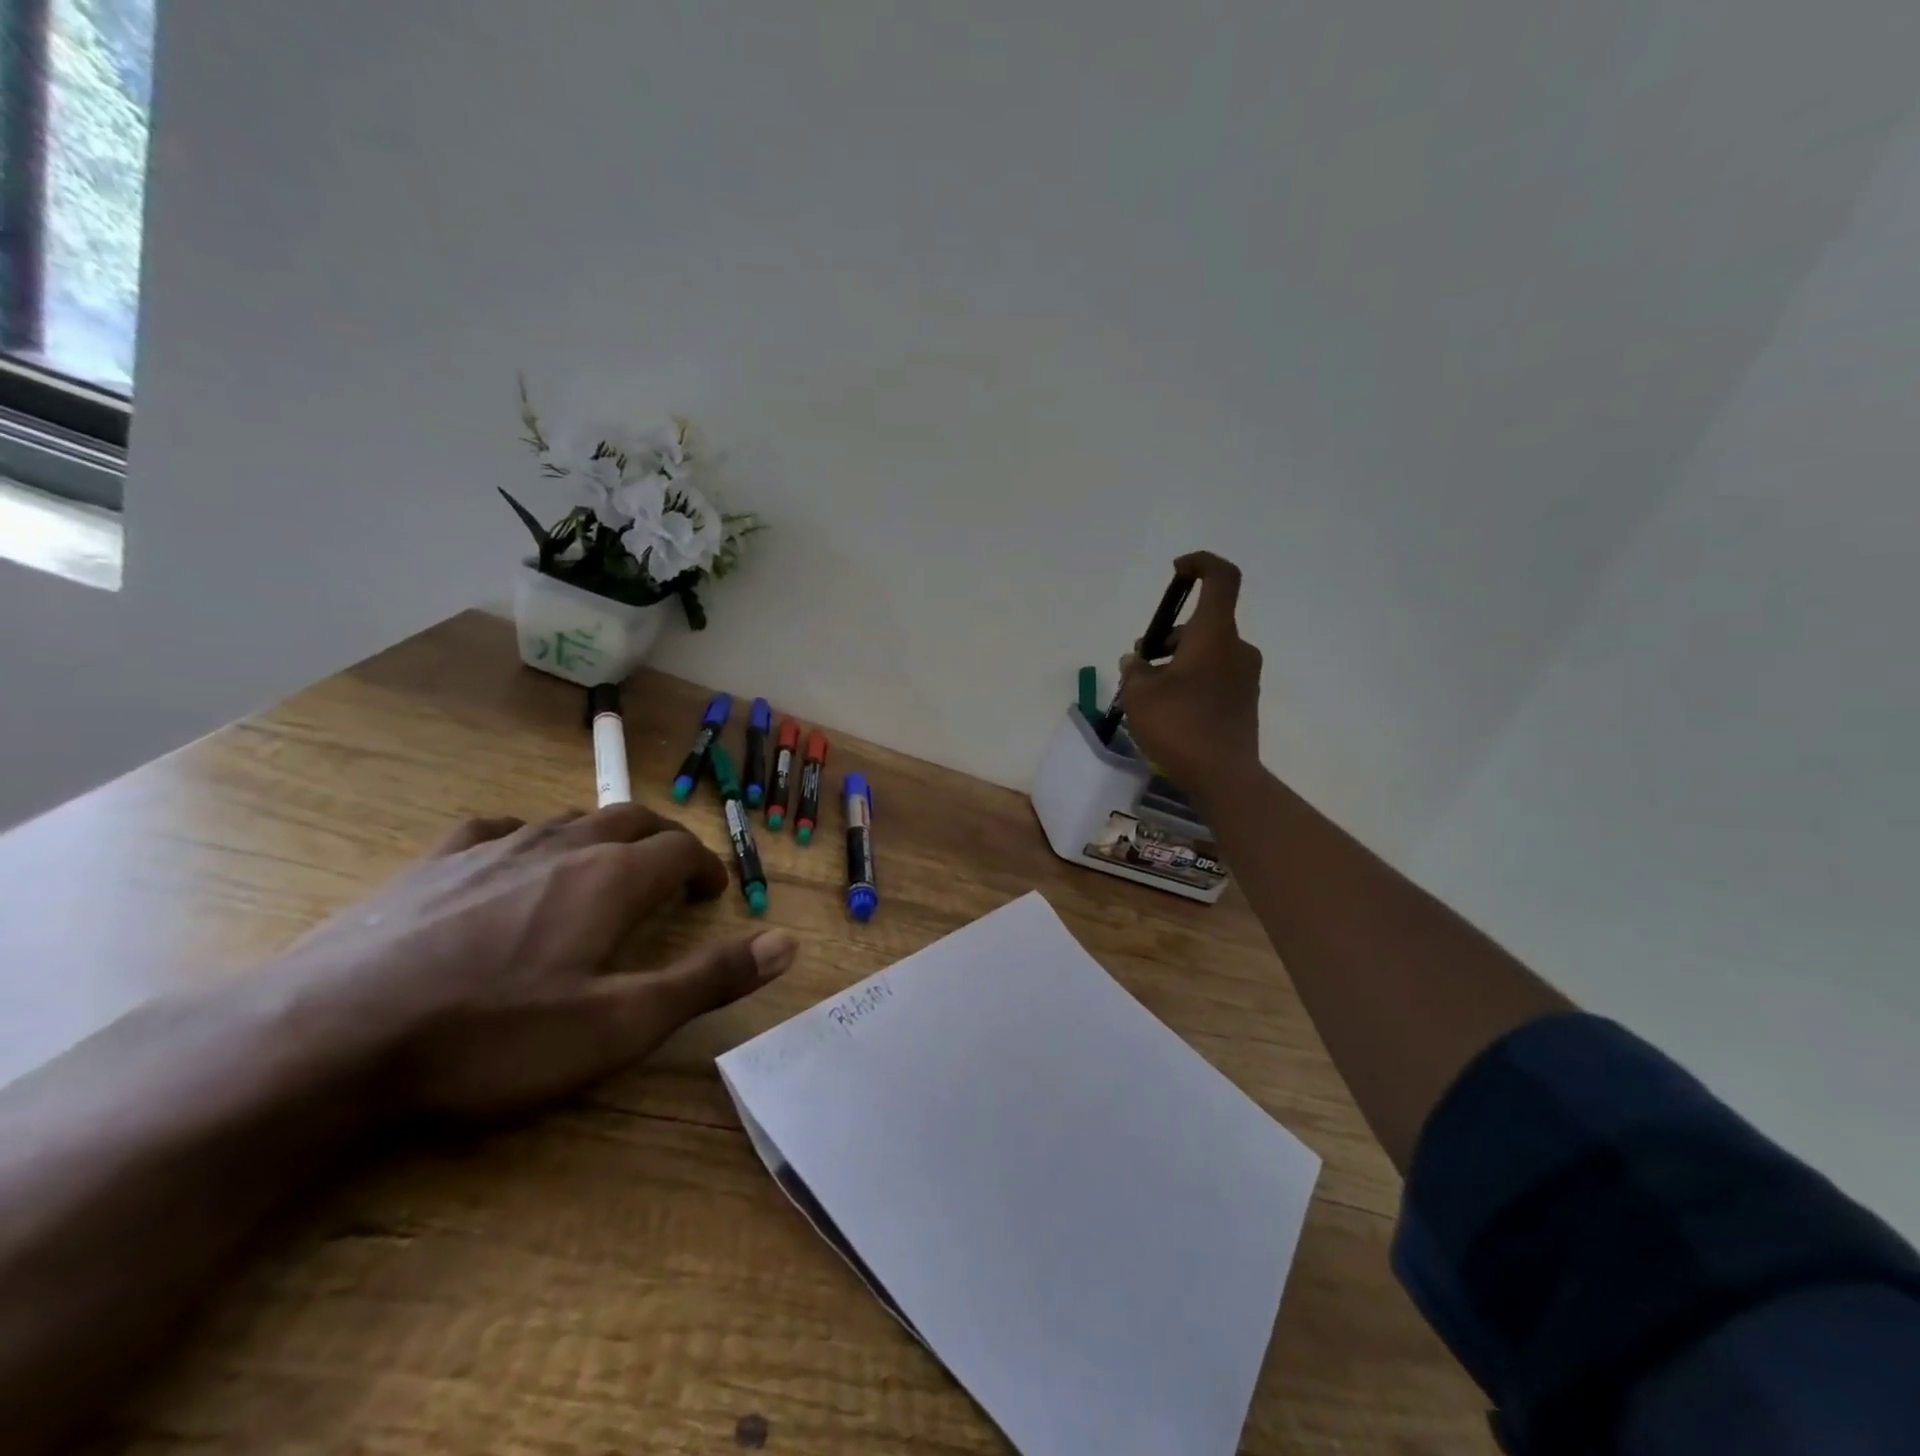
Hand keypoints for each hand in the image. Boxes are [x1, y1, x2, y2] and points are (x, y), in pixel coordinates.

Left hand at [267, 804, 797, 1119]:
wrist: (331, 1039)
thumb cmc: (494, 1036)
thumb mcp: (620, 1023)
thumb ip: (709, 979)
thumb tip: (788, 943)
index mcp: (610, 879)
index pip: (680, 850)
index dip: (706, 867)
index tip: (713, 894)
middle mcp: (561, 846)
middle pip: (630, 820)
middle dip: (663, 841)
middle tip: (673, 873)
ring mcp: (492, 849)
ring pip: (568, 819)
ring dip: (602, 835)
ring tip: (606, 866)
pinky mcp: (433, 864)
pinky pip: (497, 829)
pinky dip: (529, 837)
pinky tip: (516, 858)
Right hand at [1117, 551, 1263, 798]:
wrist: (1223, 776)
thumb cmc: (1179, 725)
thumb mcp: (1139, 695)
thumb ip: (1134, 670)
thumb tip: (1136, 661)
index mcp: (1214, 635)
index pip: (1221, 578)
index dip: (1201, 564)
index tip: (1177, 571)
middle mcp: (1236, 648)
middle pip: (1202, 624)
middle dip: (1167, 637)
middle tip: (1139, 664)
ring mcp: (1244, 675)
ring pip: (1206, 652)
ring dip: (1176, 661)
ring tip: (1147, 693)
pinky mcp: (1244, 700)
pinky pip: (1214, 675)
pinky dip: (1191, 680)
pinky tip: (1168, 710)